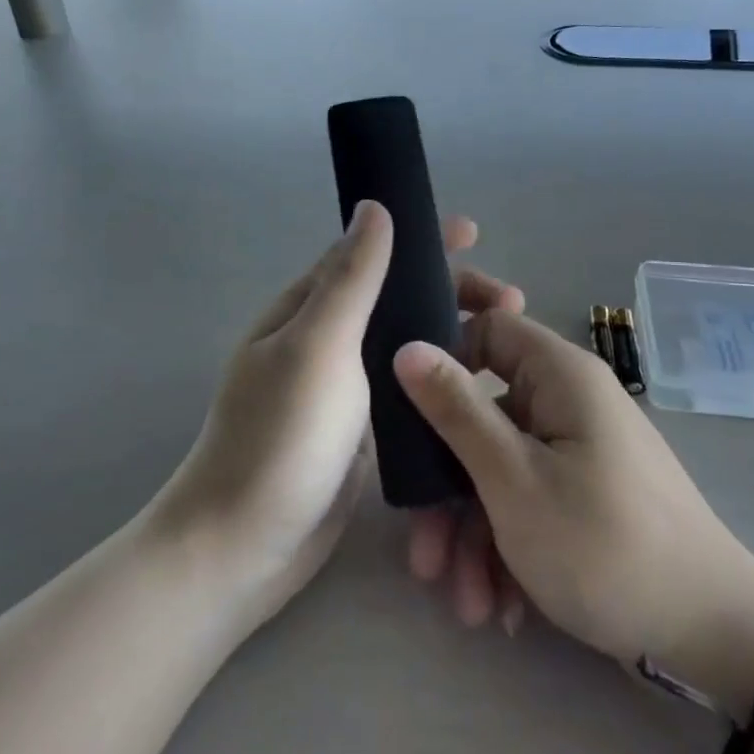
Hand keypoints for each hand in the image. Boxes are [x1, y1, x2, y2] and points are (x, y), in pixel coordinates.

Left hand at [149, 205, 522, 629]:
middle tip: (510, 303)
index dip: (421, 239)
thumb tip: (373, 206)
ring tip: (505, 345)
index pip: (370, 254)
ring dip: (454, 335)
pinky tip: (479, 390)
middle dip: (452, 292)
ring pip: (408, 345)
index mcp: (309, 309)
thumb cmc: (280, 437)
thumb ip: (351, 278)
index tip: (473, 233)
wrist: (244, 548)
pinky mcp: (363, 431)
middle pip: (397, 299)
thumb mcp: (318, 346)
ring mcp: (345, 389)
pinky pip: (409, 390)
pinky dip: (443, 379)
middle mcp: (327, 341)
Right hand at [394, 311, 753, 711]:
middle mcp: (569, 403)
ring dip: (474, 535)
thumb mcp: (513, 479)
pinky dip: (508, 548)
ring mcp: (580, 453)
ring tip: (466, 604)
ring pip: (502, 471)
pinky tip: (501, 608)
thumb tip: (407, 346)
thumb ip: (455, 410)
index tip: (408, 415)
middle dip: (448, 489)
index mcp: (559, 376)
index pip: (487, 329)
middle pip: (485, 418)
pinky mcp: (587, 497)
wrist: (713, 639)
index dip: (444, 361)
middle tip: (425, 556)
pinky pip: (530, 502)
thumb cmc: (603, 545)